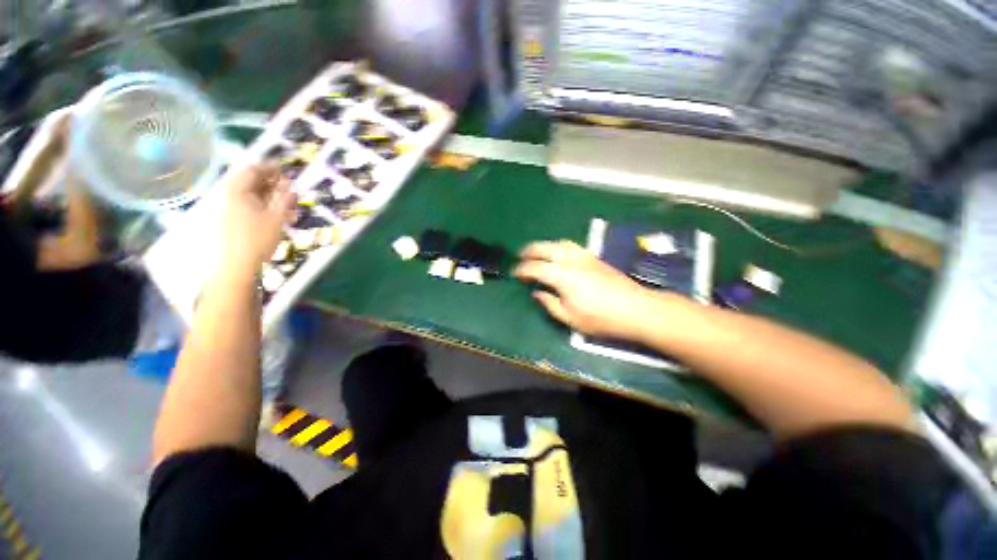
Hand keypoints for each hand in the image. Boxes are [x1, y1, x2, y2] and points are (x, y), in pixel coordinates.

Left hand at [219, 164, 295, 274]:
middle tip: (289, 190)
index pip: (252, 170)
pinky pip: (245, 207)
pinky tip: (275, 218)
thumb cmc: (257, 240)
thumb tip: (291, 186)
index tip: (286, 171)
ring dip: (269, 198)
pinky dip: (261, 208)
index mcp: (236, 190)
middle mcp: (226, 195)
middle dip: (271, 185)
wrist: (235, 267)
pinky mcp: (226, 221)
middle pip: (249, 182)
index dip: (271, 168)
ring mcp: (224, 209)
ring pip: (249, 196)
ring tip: (287, 207)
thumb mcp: (276, 218)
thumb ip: (284, 200)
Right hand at [514, 240, 659, 340]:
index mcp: (562, 275)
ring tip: (537, 254)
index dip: (522, 270)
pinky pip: (570, 246)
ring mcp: (584, 256)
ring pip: (559, 243)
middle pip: (545, 248)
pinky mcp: (594, 257)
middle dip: (529, 250)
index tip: (514, 274)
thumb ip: (549, 304)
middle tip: (520, 256)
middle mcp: (571, 260)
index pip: (535, 268)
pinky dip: (557, 247)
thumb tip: (537, 293)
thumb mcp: (570, 318)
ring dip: (545, 246)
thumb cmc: (601, 318)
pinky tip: (558, 256)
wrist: (637, 309)